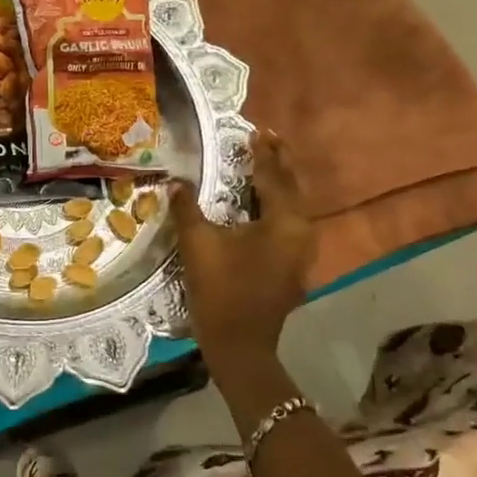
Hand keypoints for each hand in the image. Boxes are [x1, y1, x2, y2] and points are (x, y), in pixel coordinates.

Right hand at [169, 129, 312, 362]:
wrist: (240, 345)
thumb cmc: (221, 290)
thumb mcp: (199, 244)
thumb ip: (187, 208)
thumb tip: (175, 181)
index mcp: (284, 222)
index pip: (273, 177)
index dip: (263, 153)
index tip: (256, 131)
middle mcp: (301, 232)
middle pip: (292, 188)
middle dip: (279, 162)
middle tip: (269, 138)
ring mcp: (301, 253)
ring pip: (293, 207)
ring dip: (280, 184)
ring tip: (266, 164)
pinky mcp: (293, 267)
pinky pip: (289, 224)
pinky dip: (278, 206)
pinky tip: (262, 205)